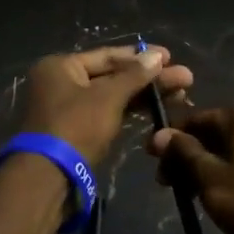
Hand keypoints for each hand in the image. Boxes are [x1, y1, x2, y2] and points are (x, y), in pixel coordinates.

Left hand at [19, 45, 193, 167]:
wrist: (48, 178)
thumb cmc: (75, 127)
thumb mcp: (107, 98)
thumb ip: (134, 76)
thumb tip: (157, 56)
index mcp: (61, 66)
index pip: (108, 55)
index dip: (141, 56)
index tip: (171, 57)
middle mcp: (61, 82)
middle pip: (112, 76)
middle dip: (149, 78)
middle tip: (185, 79)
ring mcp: (69, 109)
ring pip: (112, 96)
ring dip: (144, 95)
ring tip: (180, 95)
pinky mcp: (77, 132)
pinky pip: (108, 114)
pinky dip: (130, 111)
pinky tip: (156, 110)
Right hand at [147, 102, 233, 233]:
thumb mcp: (210, 177)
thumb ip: (184, 153)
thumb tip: (159, 134)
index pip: (195, 119)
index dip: (170, 140)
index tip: (151, 162)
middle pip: (211, 134)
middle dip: (186, 157)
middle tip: (166, 185)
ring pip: (226, 152)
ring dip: (203, 170)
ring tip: (187, 197)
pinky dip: (225, 178)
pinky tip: (213, 200)